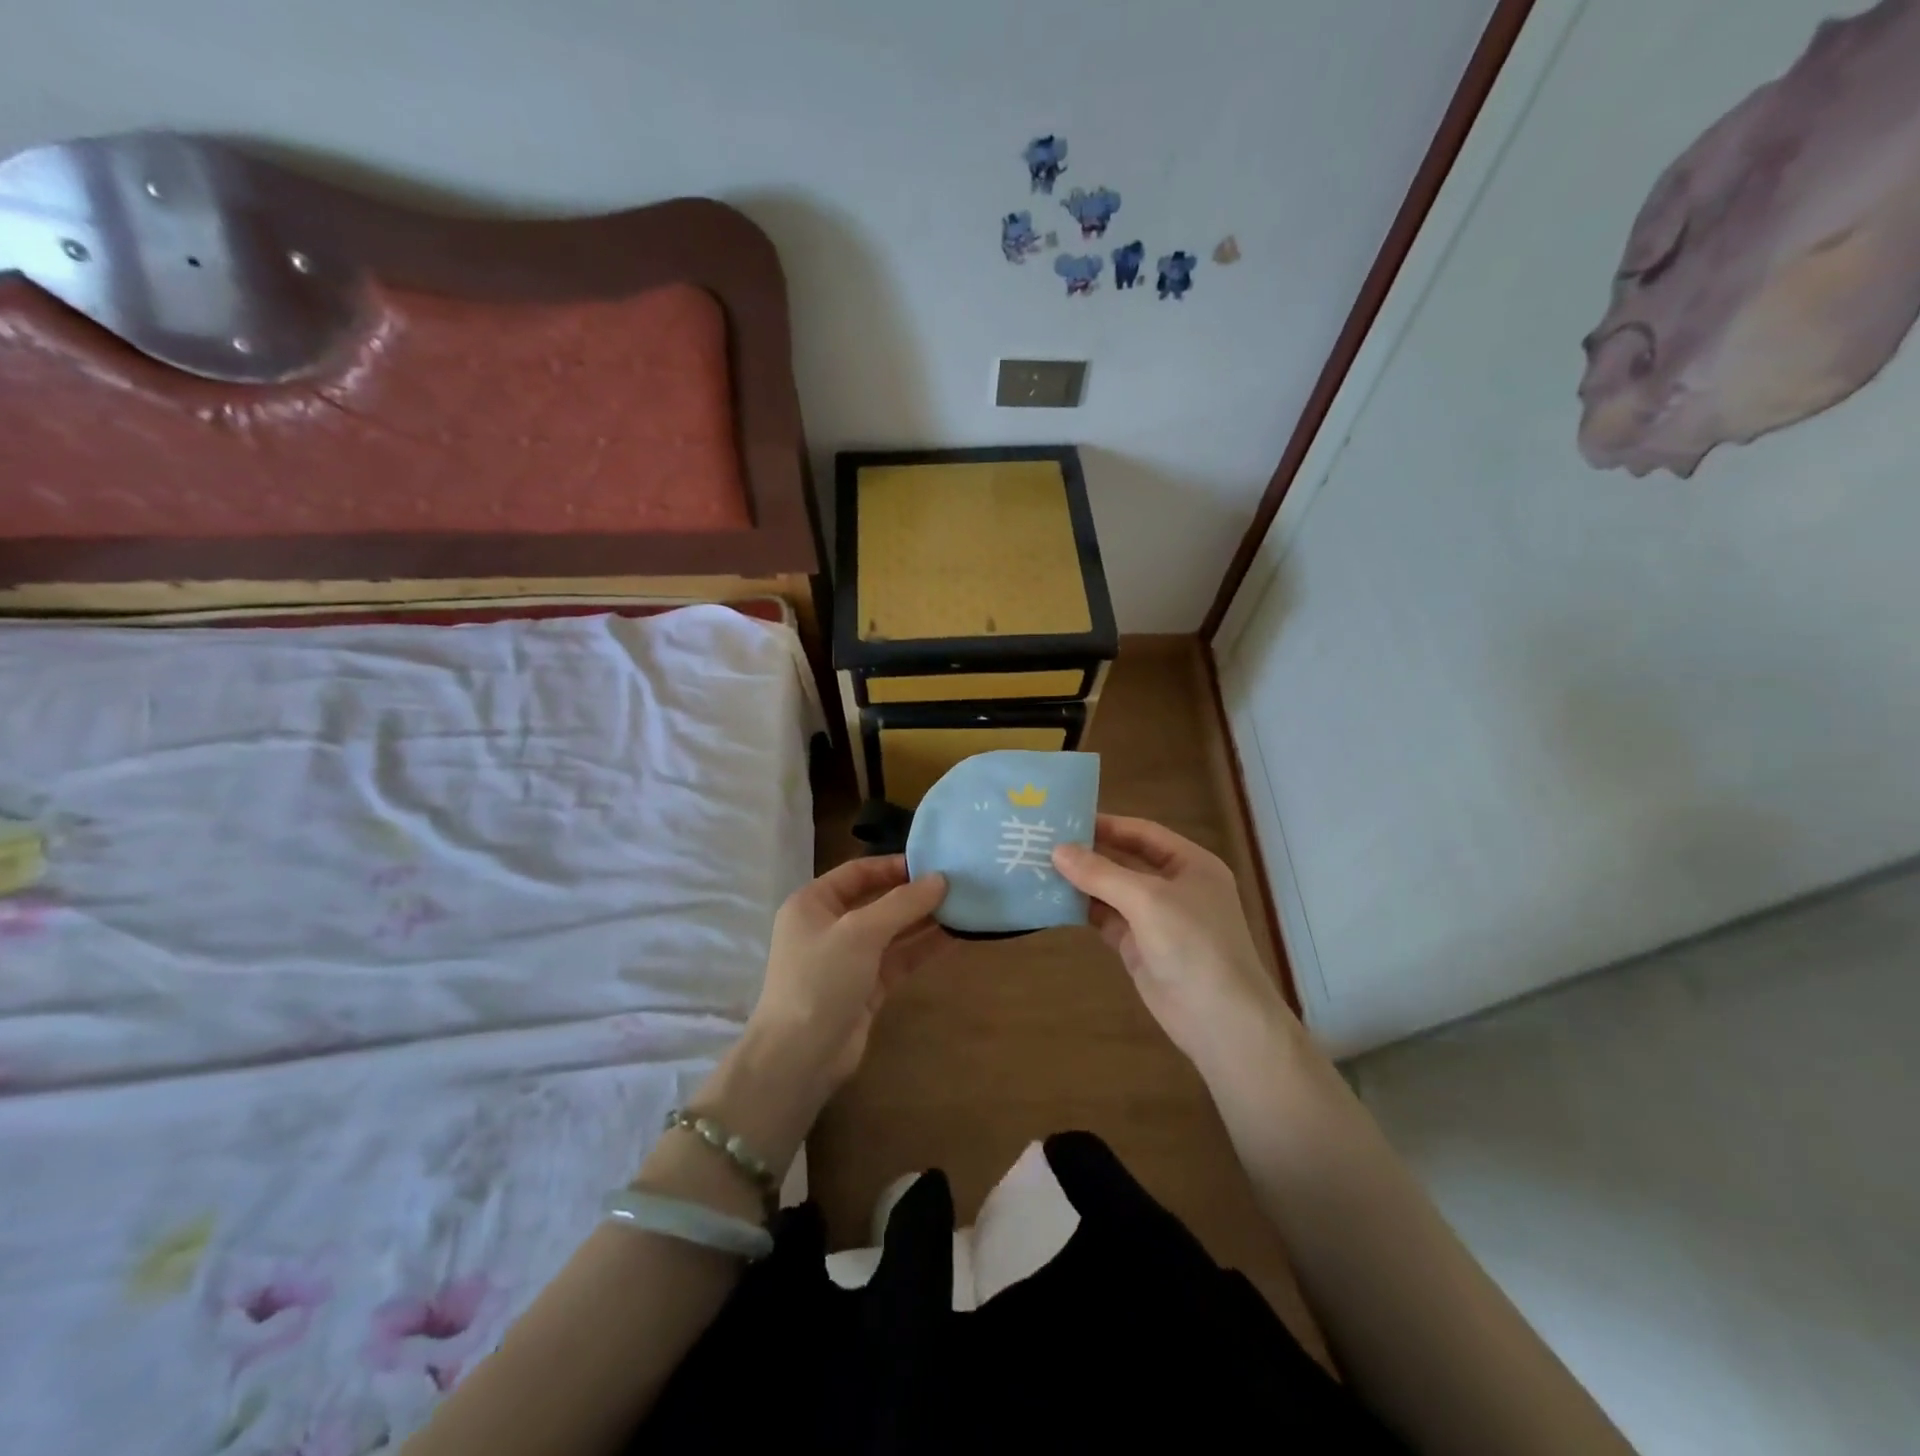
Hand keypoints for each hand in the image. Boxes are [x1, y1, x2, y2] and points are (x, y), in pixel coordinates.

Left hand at [745, 855, 948, 1092]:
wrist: (800, 1057)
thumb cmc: (821, 979)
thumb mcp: (860, 932)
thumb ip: (902, 904)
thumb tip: (941, 879)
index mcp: (813, 903)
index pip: (857, 872)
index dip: (893, 866)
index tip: (932, 863)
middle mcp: (829, 926)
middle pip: (877, 901)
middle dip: (913, 894)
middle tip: (956, 884)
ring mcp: (848, 959)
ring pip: (892, 931)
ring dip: (923, 920)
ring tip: (963, 906)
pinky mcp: (866, 987)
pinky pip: (898, 959)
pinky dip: (922, 948)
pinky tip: (954, 937)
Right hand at [1053, 816, 1295, 1074]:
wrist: (1220, 1020)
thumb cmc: (1193, 944)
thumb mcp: (1147, 899)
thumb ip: (1101, 873)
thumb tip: (1058, 850)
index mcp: (1190, 864)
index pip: (1143, 833)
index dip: (1106, 824)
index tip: (1065, 818)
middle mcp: (1175, 886)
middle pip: (1126, 860)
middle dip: (1089, 853)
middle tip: (1044, 842)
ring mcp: (1157, 918)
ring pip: (1113, 891)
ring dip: (1082, 882)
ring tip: (1040, 868)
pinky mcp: (1140, 947)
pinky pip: (1107, 920)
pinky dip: (1083, 910)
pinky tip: (1054, 901)